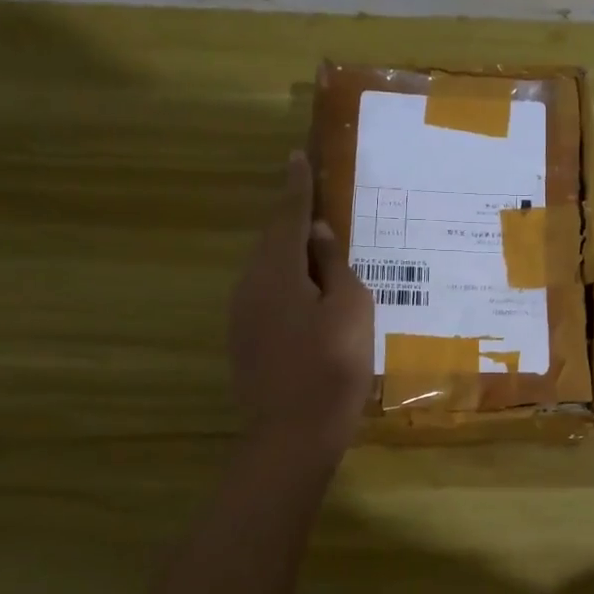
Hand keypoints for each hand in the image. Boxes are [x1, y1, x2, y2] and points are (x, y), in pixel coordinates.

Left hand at [229, 151, 373, 452]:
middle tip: (317, 199)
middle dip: (293, 218)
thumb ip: (334, 266)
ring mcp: (243, 315)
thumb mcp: (350, 310)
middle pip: (273, 240)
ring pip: (269, 269)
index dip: (297, 186)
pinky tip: (310, 293)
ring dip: (292, 253)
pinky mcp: (246, 340)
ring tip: (321, 247)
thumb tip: (317, 234)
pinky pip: (268, 293)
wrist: (291, 437)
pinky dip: (289, 281)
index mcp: (277, 272)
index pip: (288, 216)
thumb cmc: (332, 368)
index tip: (298, 156)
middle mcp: (251, 286)